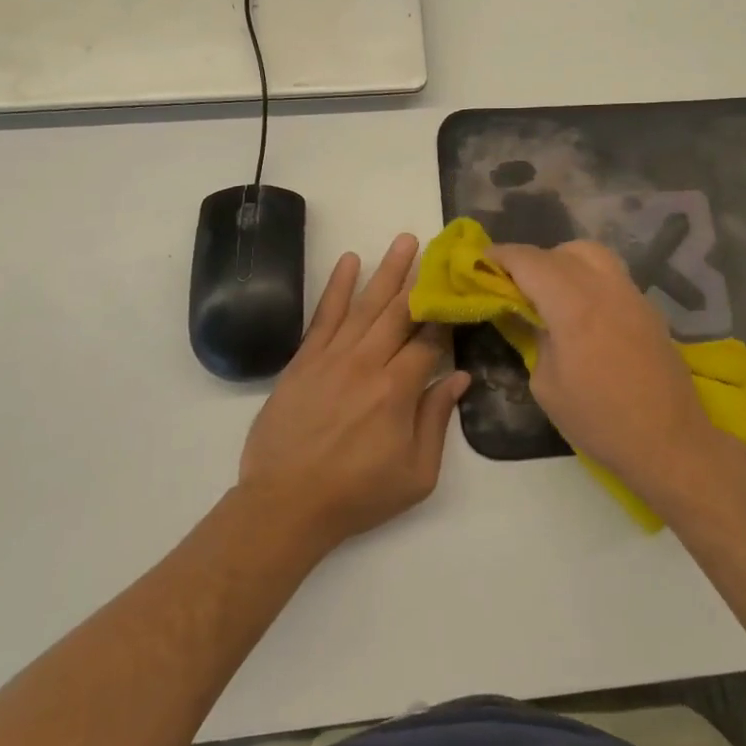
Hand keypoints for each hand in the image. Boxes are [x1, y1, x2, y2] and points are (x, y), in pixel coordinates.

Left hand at [239, 234, 468, 551]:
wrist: (285, 504)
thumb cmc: (357, 495)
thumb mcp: (416, 474)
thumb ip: (436, 420)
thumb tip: (459, 376)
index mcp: (397, 390)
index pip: (430, 340)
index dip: (447, 316)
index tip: (460, 292)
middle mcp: (366, 363)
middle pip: (400, 311)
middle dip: (421, 278)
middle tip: (437, 247)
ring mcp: (331, 357)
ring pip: (365, 305)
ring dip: (387, 271)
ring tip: (404, 241)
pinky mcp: (303, 360)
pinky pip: (323, 316)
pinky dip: (336, 286)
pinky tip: (349, 261)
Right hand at [488, 241, 728, 502]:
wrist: (669, 442)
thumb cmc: (599, 421)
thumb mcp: (547, 385)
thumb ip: (535, 339)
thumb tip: (531, 319)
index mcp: (574, 306)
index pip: (530, 261)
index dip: (501, 256)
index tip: (481, 260)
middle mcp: (605, 288)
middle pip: (562, 251)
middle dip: (532, 259)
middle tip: (514, 282)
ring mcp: (632, 295)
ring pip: (593, 255)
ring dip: (564, 261)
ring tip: (548, 290)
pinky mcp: (648, 309)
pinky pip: (611, 275)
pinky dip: (587, 277)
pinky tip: (580, 309)